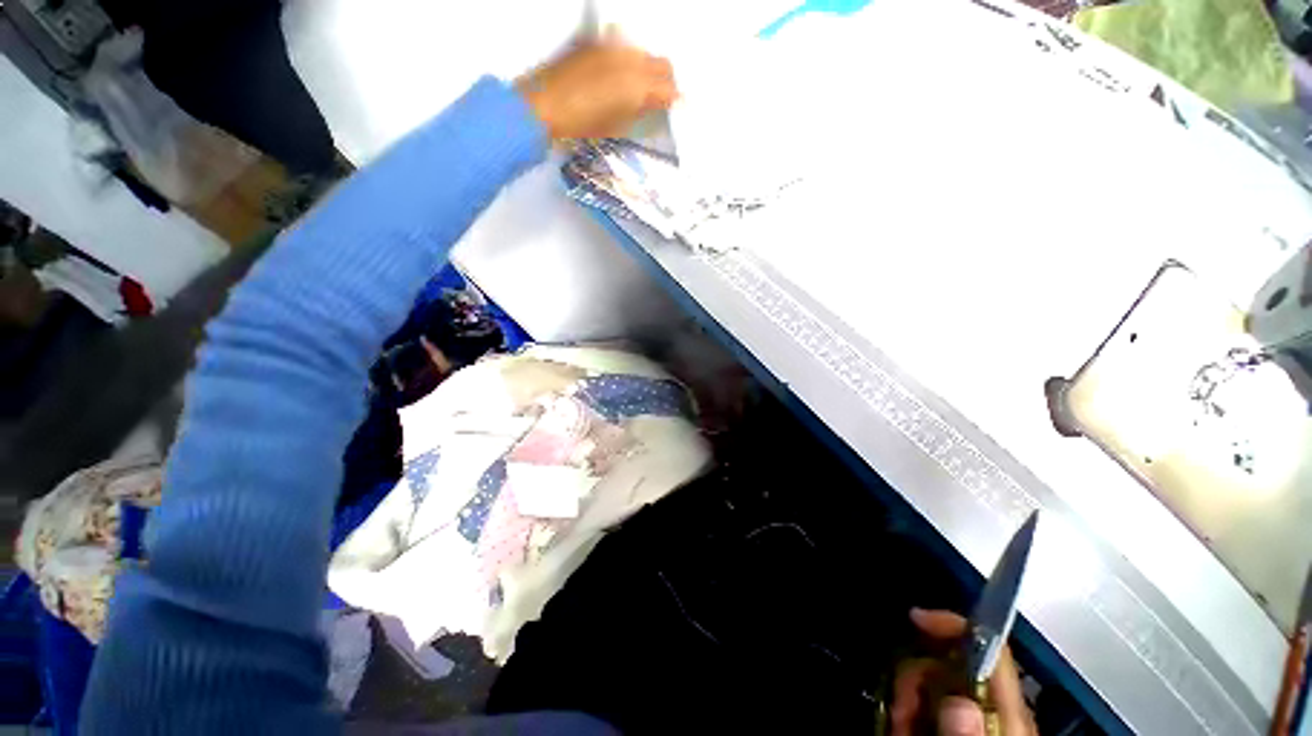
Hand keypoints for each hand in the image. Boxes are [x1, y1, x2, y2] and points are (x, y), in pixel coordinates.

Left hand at [516, 32, 677, 140]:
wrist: (543, 104)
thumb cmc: (582, 124)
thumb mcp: (617, 125)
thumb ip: (641, 111)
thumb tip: (655, 104)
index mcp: (637, 86)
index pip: (669, 89)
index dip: (675, 100)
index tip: (677, 109)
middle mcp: (630, 59)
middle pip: (662, 64)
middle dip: (667, 82)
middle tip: (662, 99)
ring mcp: (613, 46)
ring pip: (645, 53)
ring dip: (650, 70)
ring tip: (642, 88)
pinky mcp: (597, 42)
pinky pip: (625, 48)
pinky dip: (632, 61)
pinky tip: (623, 76)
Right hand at [890, 608, 1035, 735]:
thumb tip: (960, 702)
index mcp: (1009, 715)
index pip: (992, 651)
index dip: (955, 625)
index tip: (916, 618)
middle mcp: (995, 712)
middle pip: (953, 664)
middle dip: (917, 675)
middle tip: (900, 708)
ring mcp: (977, 720)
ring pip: (937, 684)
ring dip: (910, 697)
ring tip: (900, 726)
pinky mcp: (961, 729)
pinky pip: (932, 705)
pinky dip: (913, 711)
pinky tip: (906, 729)